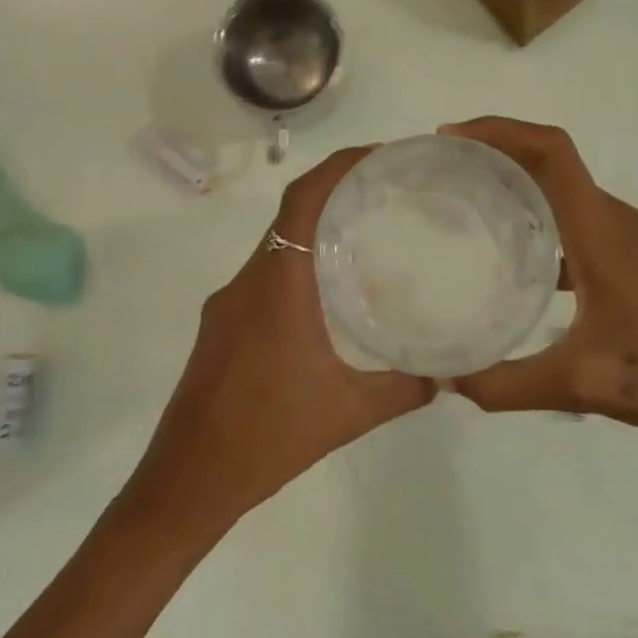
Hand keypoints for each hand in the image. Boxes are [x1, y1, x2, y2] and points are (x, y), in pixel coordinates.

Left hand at [130, 148, 435, 527]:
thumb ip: (405, 389)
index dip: (338, 167)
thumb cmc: (268, 438)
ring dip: (314, 233)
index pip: (302, 201)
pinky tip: (328, 298)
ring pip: (275, 247)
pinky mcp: (219, 327)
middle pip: (289, 216)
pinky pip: (263, 277)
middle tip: (387, 196)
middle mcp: (247, 283)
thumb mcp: (350, 413)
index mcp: (277, 286)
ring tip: (366, 240)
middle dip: (335, 194)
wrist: (188, 481)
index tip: (379, 156)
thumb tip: (449, 374)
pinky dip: (297, 267)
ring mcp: (227, 305)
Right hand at [441, 117, 637, 480]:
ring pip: (569, 191)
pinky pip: (583, 221)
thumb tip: (442, 382)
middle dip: (499, 152)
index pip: (550, 152)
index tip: (451, 138)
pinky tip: (520, 260)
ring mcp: (633, 238)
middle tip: (446, 173)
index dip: (499, 131)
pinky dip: (546, 221)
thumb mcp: (579, 383)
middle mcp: (617, 220)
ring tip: (471, 206)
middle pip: (553, 161)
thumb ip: (504, 384)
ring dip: (522, 184)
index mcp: (602, 231)